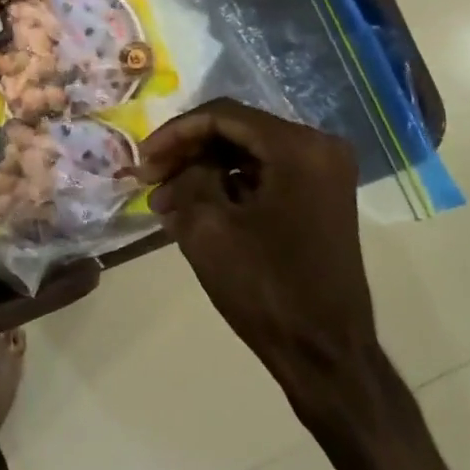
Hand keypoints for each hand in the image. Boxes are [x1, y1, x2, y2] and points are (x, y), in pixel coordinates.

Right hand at [135, 99, 467, 469]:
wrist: (326, 354)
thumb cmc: (266, 288)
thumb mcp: (208, 227)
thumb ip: (188, 178)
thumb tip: (183, 167)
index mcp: (298, 148)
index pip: (222, 115)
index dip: (175, 132)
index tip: (143, 160)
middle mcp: (319, 148)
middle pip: (237, 131)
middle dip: (188, 152)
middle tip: (150, 180)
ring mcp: (325, 175)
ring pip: (248, 154)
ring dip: (204, 171)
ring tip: (165, 202)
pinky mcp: (321, 200)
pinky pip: (266, 176)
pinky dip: (229, 187)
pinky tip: (195, 210)